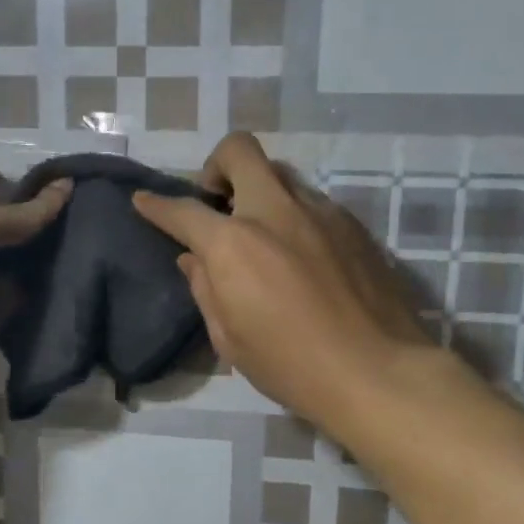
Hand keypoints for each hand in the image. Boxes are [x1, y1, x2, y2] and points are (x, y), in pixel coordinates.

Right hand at [132, 133, 457, 431]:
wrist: (379, 372)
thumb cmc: (292, 366)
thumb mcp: (230, 339)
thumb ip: (206, 289)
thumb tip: (195, 259)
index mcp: (234, 244)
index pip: (183, 210)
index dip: (156, 204)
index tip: (144, 200)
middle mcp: (275, 212)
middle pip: (239, 151)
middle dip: (216, 166)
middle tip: (216, 203)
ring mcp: (320, 212)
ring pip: (280, 176)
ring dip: (260, 195)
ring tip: (263, 238)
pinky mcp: (353, 225)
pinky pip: (312, 204)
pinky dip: (293, 217)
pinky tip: (301, 258)